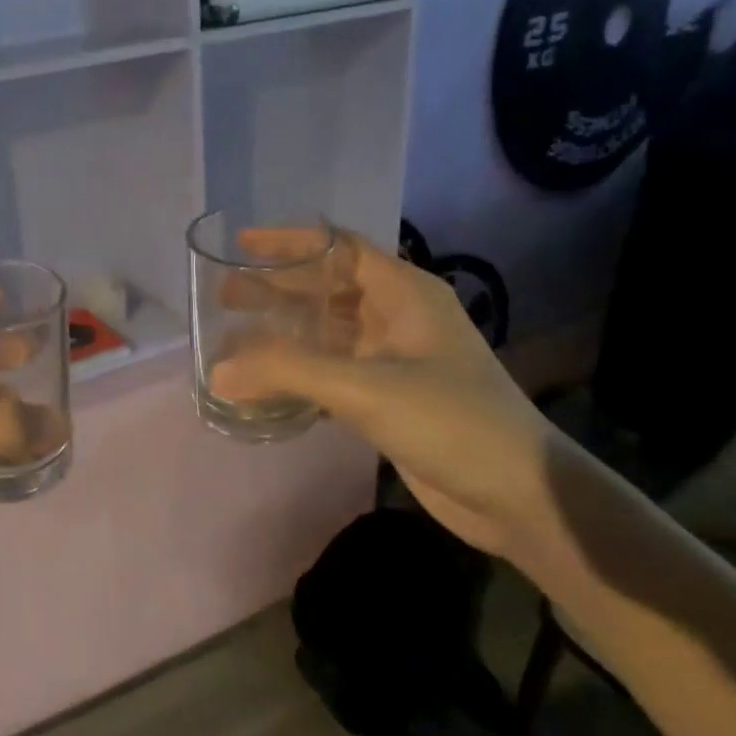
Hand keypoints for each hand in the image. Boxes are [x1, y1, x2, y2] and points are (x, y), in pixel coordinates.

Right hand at [209, 229, 559, 558]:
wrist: (519, 494)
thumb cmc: (452, 421)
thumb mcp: (367, 388)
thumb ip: (288, 373)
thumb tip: (216, 371)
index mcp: (405, 293)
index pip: (339, 248)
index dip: (290, 242)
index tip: (240, 245)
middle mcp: (399, 317)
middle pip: (328, 288)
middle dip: (277, 288)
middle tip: (224, 294)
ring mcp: (395, 359)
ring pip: (328, 331)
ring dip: (284, 331)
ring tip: (234, 334)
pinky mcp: (389, 397)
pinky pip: (333, 370)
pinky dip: (299, 370)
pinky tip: (266, 381)